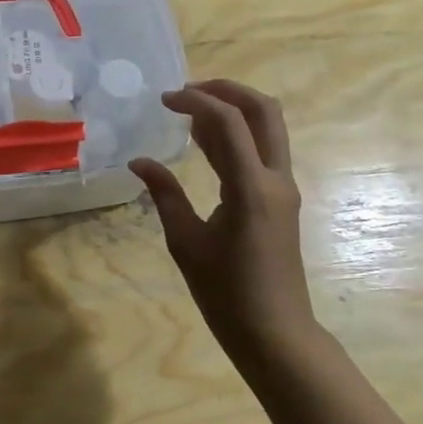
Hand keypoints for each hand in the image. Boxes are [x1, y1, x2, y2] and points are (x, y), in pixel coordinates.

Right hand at [129, 79, 321, 366]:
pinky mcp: (280, 200)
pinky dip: (237, 136)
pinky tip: (206, 143)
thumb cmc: (226, 294)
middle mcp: (275, 179)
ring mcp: (283, 189)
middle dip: (227, 90)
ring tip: (189, 113)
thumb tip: (139, 162)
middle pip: (264, 110)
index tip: (164, 100)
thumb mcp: (185, 243)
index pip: (229, 122)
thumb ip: (164, 195)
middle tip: (187, 91)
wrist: (275, 333)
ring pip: (268, 128)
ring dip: (233, 110)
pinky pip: (262, 151)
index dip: (196, 101)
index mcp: (251, 189)